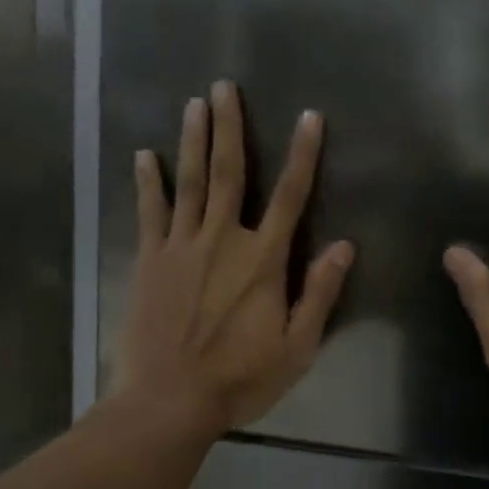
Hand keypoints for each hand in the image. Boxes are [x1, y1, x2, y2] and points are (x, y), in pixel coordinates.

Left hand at [114, 81, 354, 434]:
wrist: (168, 402)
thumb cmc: (240, 377)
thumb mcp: (298, 346)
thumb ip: (320, 292)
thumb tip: (344, 245)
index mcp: (263, 260)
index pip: (291, 195)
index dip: (303, 154)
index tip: (309, 117)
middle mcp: (223, 240)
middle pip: (230, 172)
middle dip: (230, 126)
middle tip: (225, 87)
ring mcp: (181, 246)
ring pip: (191, 182)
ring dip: (193, 140)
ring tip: (194, 103)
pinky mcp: (149, 261)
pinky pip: (150, 212)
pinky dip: (149, 182)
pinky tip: (144, 156)